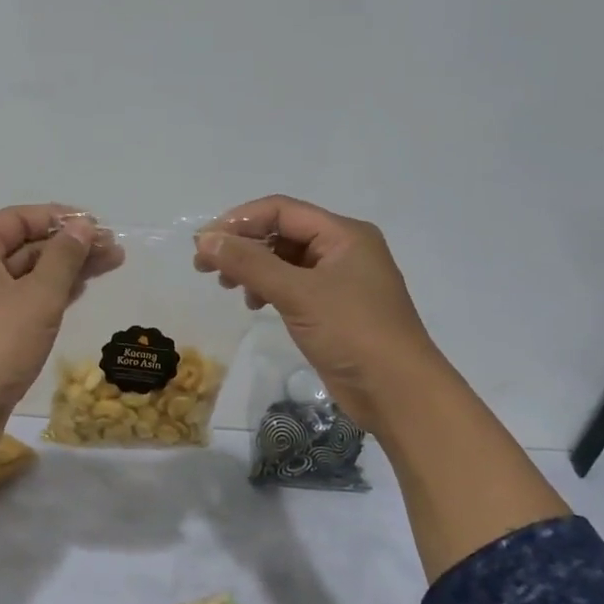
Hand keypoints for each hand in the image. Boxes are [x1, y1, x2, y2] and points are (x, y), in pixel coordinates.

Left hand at [0, 204, 117, 427]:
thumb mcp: (39, 296)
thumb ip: (64, 257)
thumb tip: (82, 226)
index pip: (18, 218)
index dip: (61, 218)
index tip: (98, 226)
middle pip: (22, 246)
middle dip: (69, 247)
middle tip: (114, 251)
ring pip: (22, 275)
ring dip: (63, 270)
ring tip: (107, 267)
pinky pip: (16, 300)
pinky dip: (46, 295)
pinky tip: (76, 293)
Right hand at [194, 195, 438, 432]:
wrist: (399, 394)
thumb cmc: (353, 333)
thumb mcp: (297, 293)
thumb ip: (249, 263)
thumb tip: (205, 239)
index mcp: (343, 234)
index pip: (281, 210)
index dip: (240, 221)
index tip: (204, 242)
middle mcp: (343, 249)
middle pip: (282, 232)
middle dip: (243, 245)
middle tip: (205, 267)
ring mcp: (339, 280)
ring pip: (285, 260)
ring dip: (252, 268)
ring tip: (228, 287)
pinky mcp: (333, 308)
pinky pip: (293, 285)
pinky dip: (268, 288)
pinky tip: (254, 304)